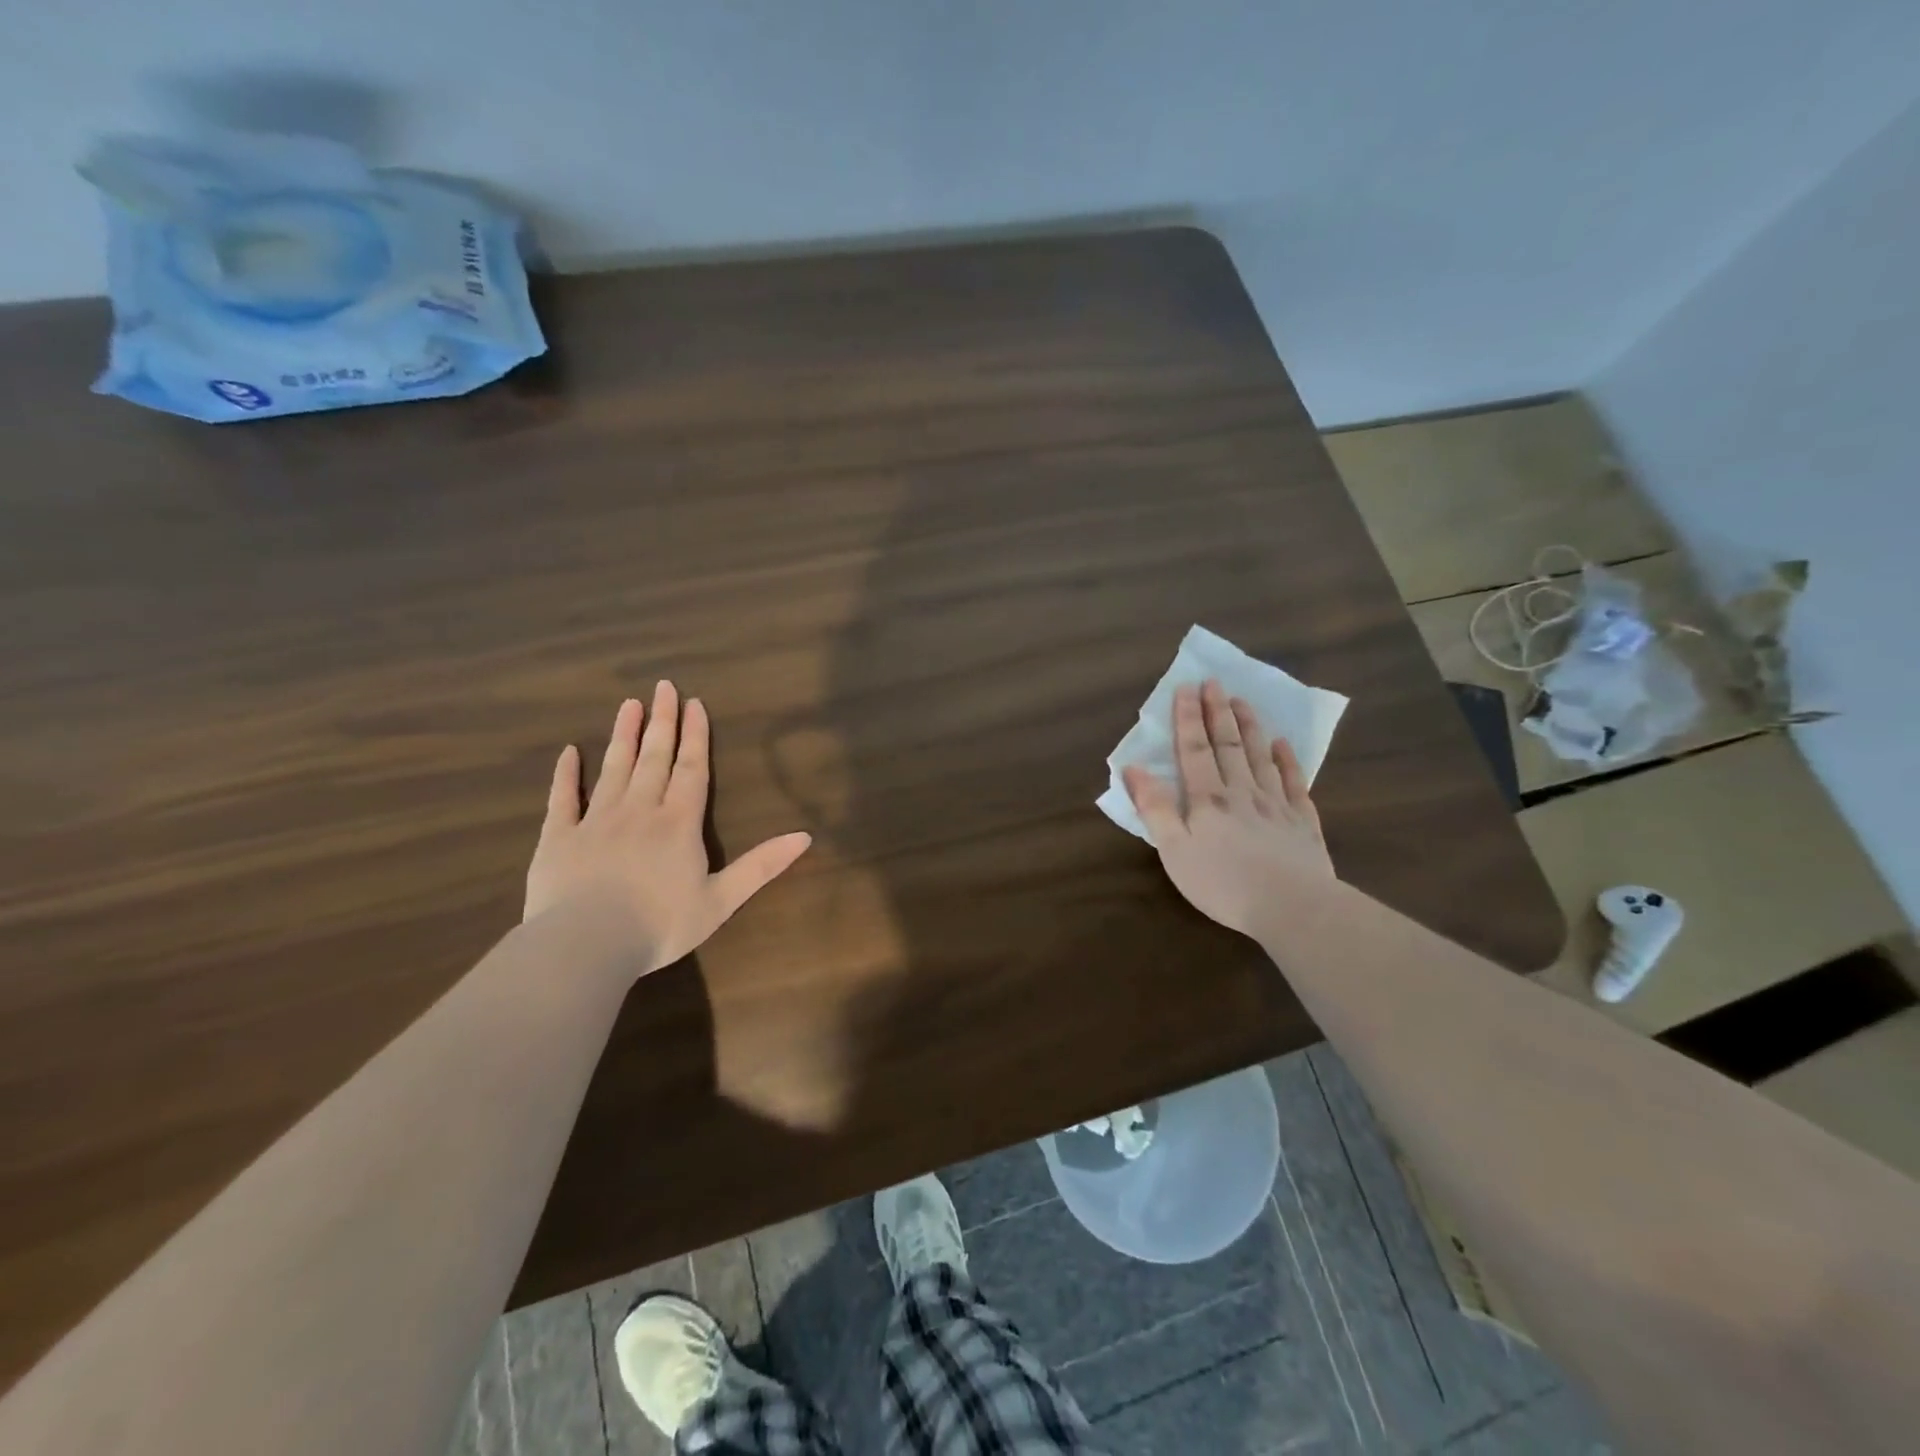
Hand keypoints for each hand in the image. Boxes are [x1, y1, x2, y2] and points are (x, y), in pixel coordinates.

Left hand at [525, 682, 811, 975]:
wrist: (586, 944)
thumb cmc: (660, 925)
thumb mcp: (722, 900)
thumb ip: (761, 865)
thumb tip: (805, 836)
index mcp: (679, 823)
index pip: (692, 770)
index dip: (695, 736)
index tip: (694, 703)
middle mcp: (640, 810)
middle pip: (654, 758)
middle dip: (661, 722)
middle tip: (662, 687)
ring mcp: (596, 820)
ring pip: (613, 768)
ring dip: (623, 735)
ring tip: (628, 705)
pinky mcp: (558, 837)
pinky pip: (562, 799)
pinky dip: (565, 775)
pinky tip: (568, 752)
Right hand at [1123, 679, 1332, 937]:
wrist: (1292, 906)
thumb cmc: (1222, 883)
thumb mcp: (1174, 851)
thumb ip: (1155, 808)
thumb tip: (1133, 768)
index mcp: (1207, 799)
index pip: (1194, 749)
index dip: (1188, 718)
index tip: (1186, 687)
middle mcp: (1242, 791)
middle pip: (1228, 745)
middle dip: (1217, 712)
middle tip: (1214, 682)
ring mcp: (1276, 804)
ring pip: (1260, 756)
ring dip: (1249, 727)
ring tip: (1242, 701)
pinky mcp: (1303, 822)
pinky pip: (1294, 782)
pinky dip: (1287, 760)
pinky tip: (1282, 745)